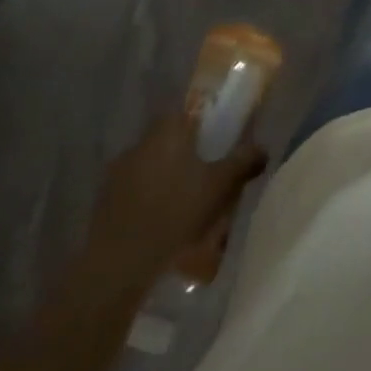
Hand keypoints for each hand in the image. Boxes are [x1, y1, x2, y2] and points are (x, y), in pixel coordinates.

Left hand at [80, 112, 266, 291]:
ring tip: (185, 205)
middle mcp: (142, 139)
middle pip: (171, 138)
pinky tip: (160, 222)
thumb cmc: (176, 211)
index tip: (217, 143)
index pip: (189, 111)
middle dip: (187, 154)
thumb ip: (242, 162)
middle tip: (206, 178)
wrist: (120, 259)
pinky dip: (148, 198)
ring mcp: (120, 168)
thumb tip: (263, 148)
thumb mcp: (219, 186)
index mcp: (169, 128)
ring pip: (152, 164)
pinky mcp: (106, 196)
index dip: (205, 125)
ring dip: (167, 177)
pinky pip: (136, 188)